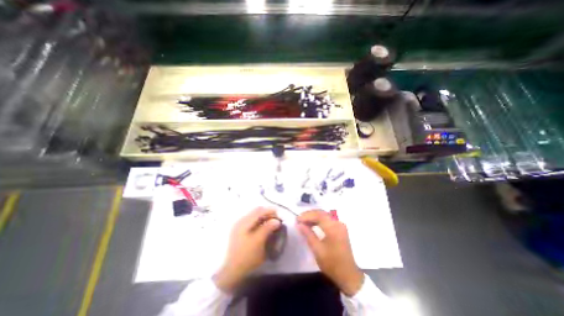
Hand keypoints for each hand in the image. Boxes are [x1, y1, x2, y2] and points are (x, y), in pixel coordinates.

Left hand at [214, 208, 279, 292]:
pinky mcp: (239, 231)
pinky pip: (252, 221)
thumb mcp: (258, 242)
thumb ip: (267, 229)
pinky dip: (260, 221)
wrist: (230, 272)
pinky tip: (263, 227)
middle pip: (256, 211)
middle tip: (276, 219)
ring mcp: (239, 226)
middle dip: (267, 213)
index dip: (270, 211)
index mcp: (244, 222)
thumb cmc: (246, 257)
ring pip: (254, 216)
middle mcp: (241, 221)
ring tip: (271, 223)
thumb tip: (277, 221)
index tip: (279, 215)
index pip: (259, 211)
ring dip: (264, 217)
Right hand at [296, 210, 363, 295]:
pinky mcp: (340, 228)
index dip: (306, 215)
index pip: (318, 215)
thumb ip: (308, 234)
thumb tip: (299, 224)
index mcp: (333, 228)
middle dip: (309, 214)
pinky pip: (328, 219)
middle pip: (321, 213)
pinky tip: (312, 224)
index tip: (297, 219)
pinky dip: (319, 220)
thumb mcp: (317, 249)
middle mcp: (338, 223)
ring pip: (324, 215)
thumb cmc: (332, 263)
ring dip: (313, 216)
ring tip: (303, 221)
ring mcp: (340, 225)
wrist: (348, 275)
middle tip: (299, 219)